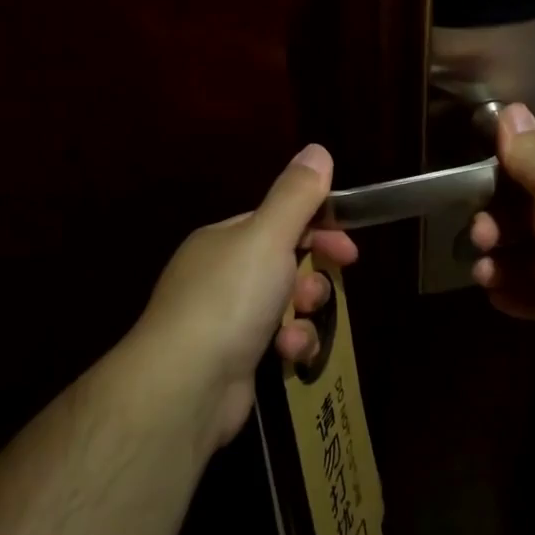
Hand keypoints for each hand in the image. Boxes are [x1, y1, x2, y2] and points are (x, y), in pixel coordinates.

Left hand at [136, 144, 358, 451]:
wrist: (185, 384)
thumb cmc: (229, 298)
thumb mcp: (267, 237)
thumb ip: (296, 195)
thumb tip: (317, 150)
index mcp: (224, 239)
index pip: (278, 221)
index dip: (317, 228)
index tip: (349, 246)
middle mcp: (221, 274)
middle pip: (285, 264)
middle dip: (311, 275)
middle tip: (325, 287)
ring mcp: (226, 319)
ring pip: (286, 305)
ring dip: (303, 313)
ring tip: (299, 322)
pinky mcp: (236, 358)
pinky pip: (277, 341)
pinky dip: (290, 345)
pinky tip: (288, 354)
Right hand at [470, 104, 534, 377]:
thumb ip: (529, 153)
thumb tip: (511, 107)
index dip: (501, 183)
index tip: (475, 195)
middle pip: (526, 218)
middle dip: (496, 227)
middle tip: (481, 239)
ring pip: (528, 260)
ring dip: (500, 265)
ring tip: (485, 276)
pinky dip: (516, 296)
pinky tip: (496, 297)